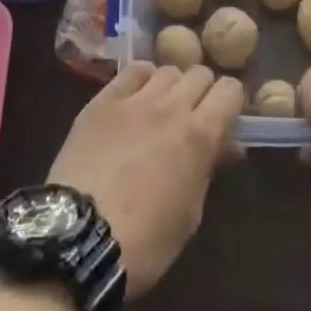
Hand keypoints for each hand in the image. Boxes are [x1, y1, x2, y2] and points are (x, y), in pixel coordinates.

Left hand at [47, 61, 242, 295]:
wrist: (78, 238)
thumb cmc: (145, 241)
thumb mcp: (189, 213)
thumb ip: (207, 169)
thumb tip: (225, 145)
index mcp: (200, 135)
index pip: (230, 90)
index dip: (232, 103)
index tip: (225, 120)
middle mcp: (172, 106)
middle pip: (200, 73)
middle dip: (203, 93)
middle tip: (194, 118)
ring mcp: (135, 99)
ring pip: (167, 69)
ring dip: (172, 86)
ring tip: (162, 110)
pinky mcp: (103, 100)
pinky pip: (132, 71)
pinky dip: (142, 79)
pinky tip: (136, 98)